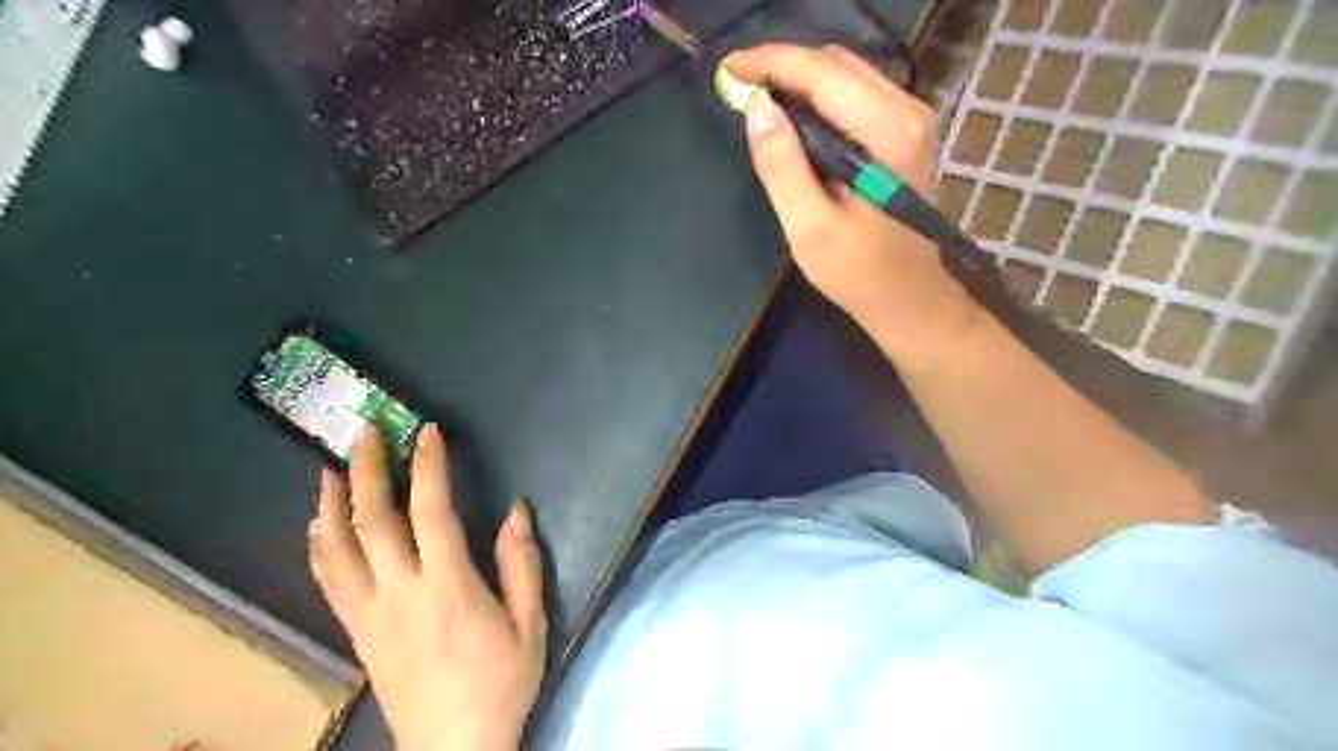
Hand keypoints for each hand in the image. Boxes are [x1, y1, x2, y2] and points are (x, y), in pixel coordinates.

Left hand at [312, 424, 545, 750]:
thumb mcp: (531, 625)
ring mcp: (369, 613)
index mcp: (449, 588)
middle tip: (366, 432)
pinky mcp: (356, 631)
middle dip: (368, 470)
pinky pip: (328, 580)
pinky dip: (319, 544)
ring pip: (337, 548)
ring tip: (332, 467)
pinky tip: (319, 524)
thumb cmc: (500, 683)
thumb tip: (516, 512)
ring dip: (332, 502)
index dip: (429, 467)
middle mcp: (400, 593)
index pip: (431, 513)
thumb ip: (522, 565)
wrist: (452, 750)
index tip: (427, 433)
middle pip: (371, 521)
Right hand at [723, 40, 980, 369]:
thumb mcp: (809, 227)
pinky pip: (855, 93)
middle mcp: (905, 111)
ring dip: (799, 78)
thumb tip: (756, 108)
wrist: (910, 298)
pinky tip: (792, 116)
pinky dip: (819, 95)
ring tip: (757, 98)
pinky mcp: (903, 134)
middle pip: (836, 63)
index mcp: (885, 131)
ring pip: (846, 73)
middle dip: (782, 66)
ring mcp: (909, 120)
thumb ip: (781, 166)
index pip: (821, 73)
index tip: (727, 69)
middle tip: (737, 86)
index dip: (769, 63)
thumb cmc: (859, 272)